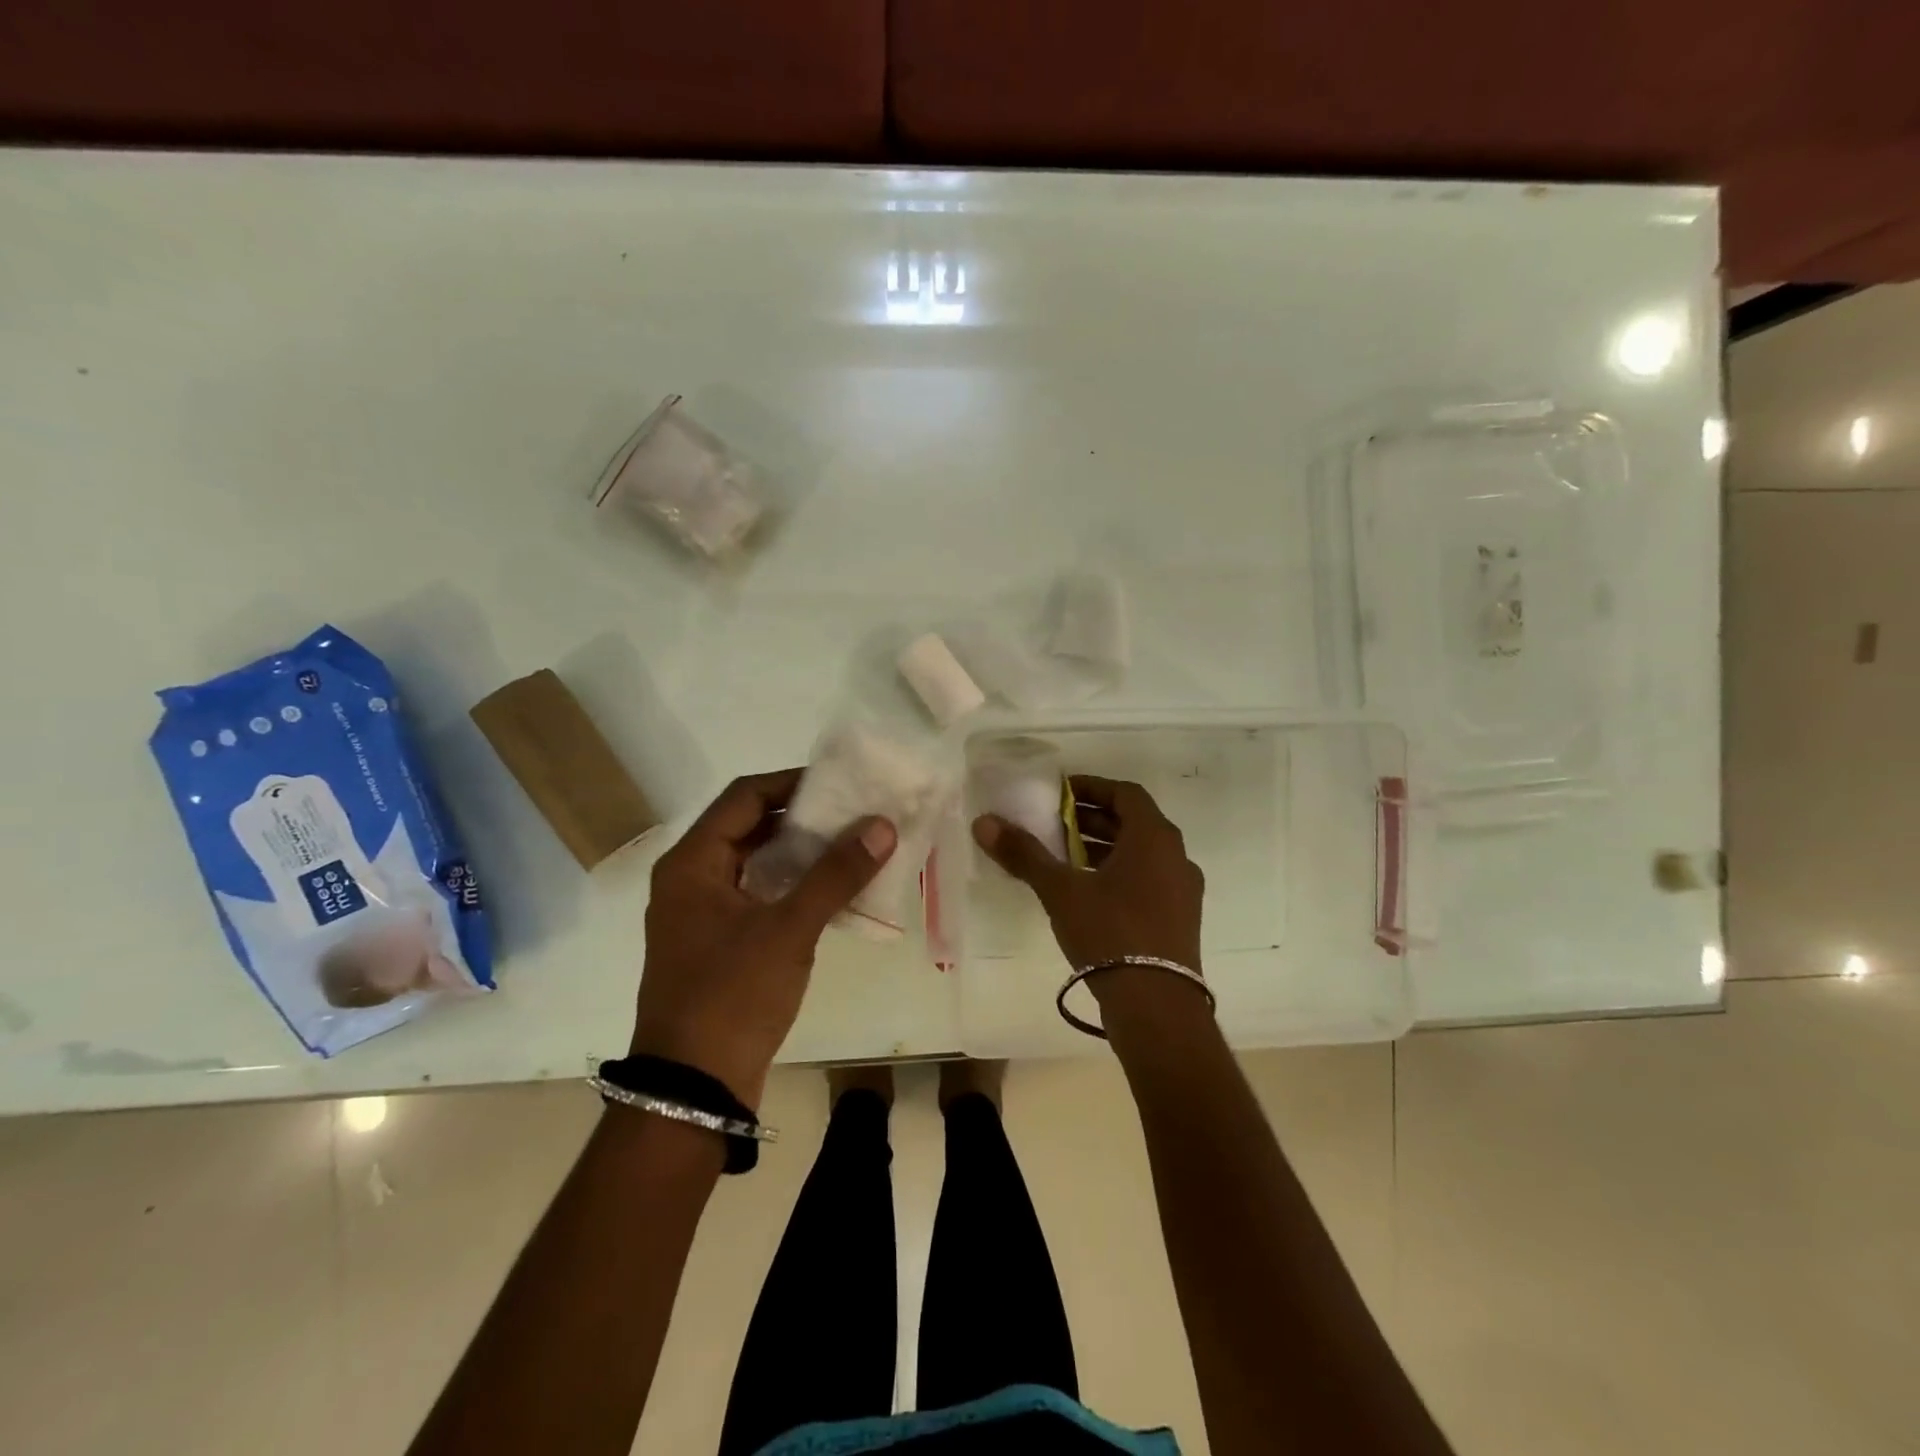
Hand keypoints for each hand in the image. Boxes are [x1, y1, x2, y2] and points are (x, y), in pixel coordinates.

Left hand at [634, 769, 896, 1107]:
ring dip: (801, 854)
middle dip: (803, 818)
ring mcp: (702, 915)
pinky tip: (832, 893)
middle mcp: (690, 880)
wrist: (693, 1090)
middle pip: (749, 827)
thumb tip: (882, 825)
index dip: (792, 783)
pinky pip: (758, 897)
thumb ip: (835, 874)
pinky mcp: (718, 944)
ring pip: (756, 864)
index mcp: (692, 863)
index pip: (744, 796)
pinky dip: (792, 888)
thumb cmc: (732, 996)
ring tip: (852, 846)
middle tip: (854, 813)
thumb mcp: (789, 929)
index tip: (840, 783)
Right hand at [972, 775, 1205, 1007]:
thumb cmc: (1110, 932)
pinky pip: (1148, 879)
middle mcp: (1176, 856)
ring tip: (1064, 857)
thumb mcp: (1060, 890)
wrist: (1156, 1005)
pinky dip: (1118, 873)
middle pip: (1133, 822)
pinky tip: (1088, 893)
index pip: (1125, 793)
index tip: (1060, 792)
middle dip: (1092, 819)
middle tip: (1054, 823)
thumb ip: (1024, 853)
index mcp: (1154, 837)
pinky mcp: (1181, 918)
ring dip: (1104, 848)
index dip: (1091, 787)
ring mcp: (1183, 889)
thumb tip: (984, 822)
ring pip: (1141, 853)